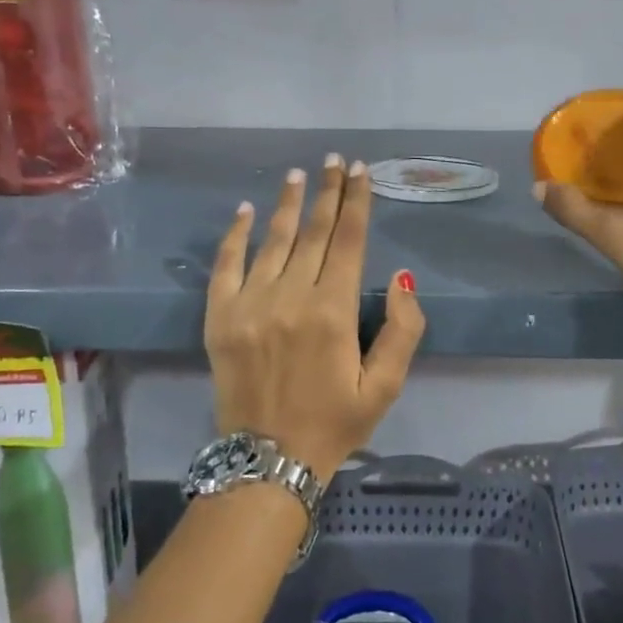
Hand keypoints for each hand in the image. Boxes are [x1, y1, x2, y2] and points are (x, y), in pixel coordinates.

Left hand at [205, 155, 425, 479]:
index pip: (349, 241)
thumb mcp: (385, 386)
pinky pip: (226, 265)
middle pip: (314, 232)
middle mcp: (291, 297)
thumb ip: (402, 330)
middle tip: (334, 160)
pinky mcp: (220, 317)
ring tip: (298, 174)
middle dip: (328, 193)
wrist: (267, 462)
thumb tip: (402, 277)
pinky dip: (236, 235)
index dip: (357, 202)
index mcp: (333, 311)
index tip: (360, 171)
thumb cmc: (335, 423)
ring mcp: (250, 304)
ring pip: (273, 240)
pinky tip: (246, 210)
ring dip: (287, 204)